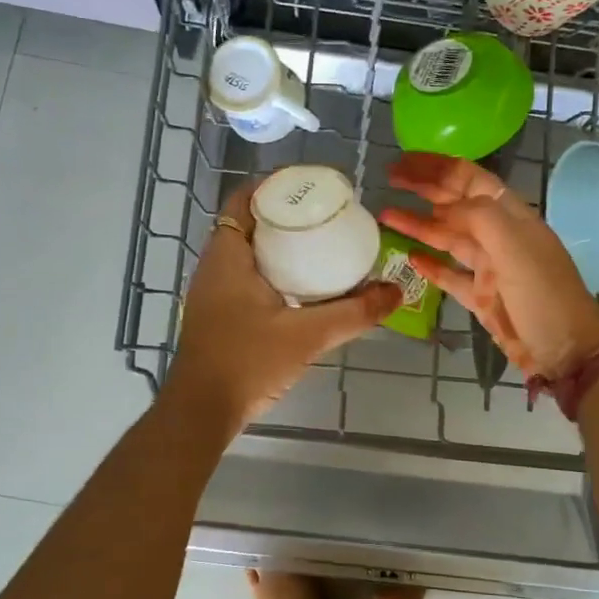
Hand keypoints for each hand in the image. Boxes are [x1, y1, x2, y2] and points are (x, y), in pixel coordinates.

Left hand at [164, 182, 401, 434]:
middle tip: (324, 216)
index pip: (244, 200)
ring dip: (277, 245)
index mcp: (228, 256)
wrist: (201, 411)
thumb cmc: (248, 362)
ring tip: (319, 246)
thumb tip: (396, 292)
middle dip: (284, 215)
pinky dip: (270, 270)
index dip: (274, 187)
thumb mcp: (307, 335)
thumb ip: (354, 313)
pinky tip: (300, 287)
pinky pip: (244, 276)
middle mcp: (214, 266)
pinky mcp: (216, 314)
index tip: (310, 187)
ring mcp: (211, 292)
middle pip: (248, 224)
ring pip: (246, 253)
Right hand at [379, 152, 598, 380]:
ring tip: (386, 215)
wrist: (566, 350)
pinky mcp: (480, 296)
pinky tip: (409, 257)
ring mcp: (488, 267)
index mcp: (511, 216)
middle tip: (388, 179)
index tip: (404, 162)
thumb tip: (442, 208)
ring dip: (418, 224)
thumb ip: (480, 218)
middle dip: (423, 188)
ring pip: (447, 237)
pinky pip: (449, 274)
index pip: (470, 178)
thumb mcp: (516, 248)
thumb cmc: (544, 295)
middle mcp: (498, 235)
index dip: (437, 167)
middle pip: (455, 203)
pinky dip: (430, 265)